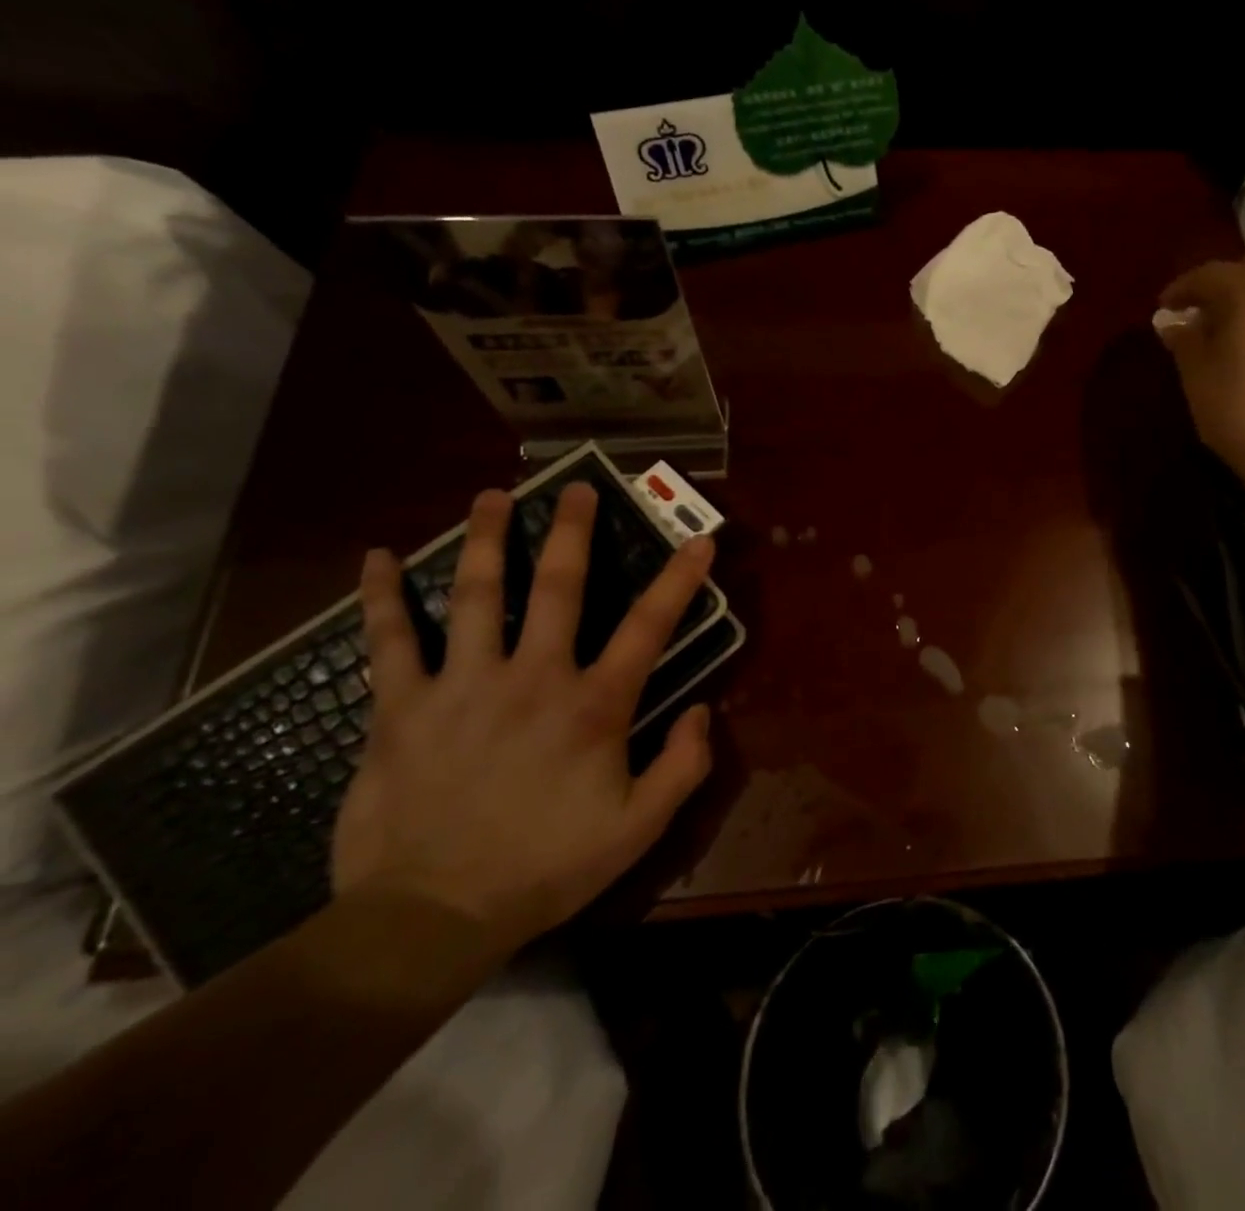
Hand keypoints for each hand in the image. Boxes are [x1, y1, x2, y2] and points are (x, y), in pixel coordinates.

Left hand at [332, 483, 714, 957]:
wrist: (430, 917)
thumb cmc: (545, 867)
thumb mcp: (638, 828)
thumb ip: (683, 766)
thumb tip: (703, 711)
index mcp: (594, 706)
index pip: (649, 627)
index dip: (679, 579)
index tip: (700, 540)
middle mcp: (534, 678)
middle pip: (558, 588)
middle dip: (573, 532)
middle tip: (578, 489)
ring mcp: (463, 686)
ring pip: (477, 595)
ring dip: (487, 540)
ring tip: (493, 496)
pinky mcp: (401, 708)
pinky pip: (389, 641)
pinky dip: (382, 597)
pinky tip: (378, 557)